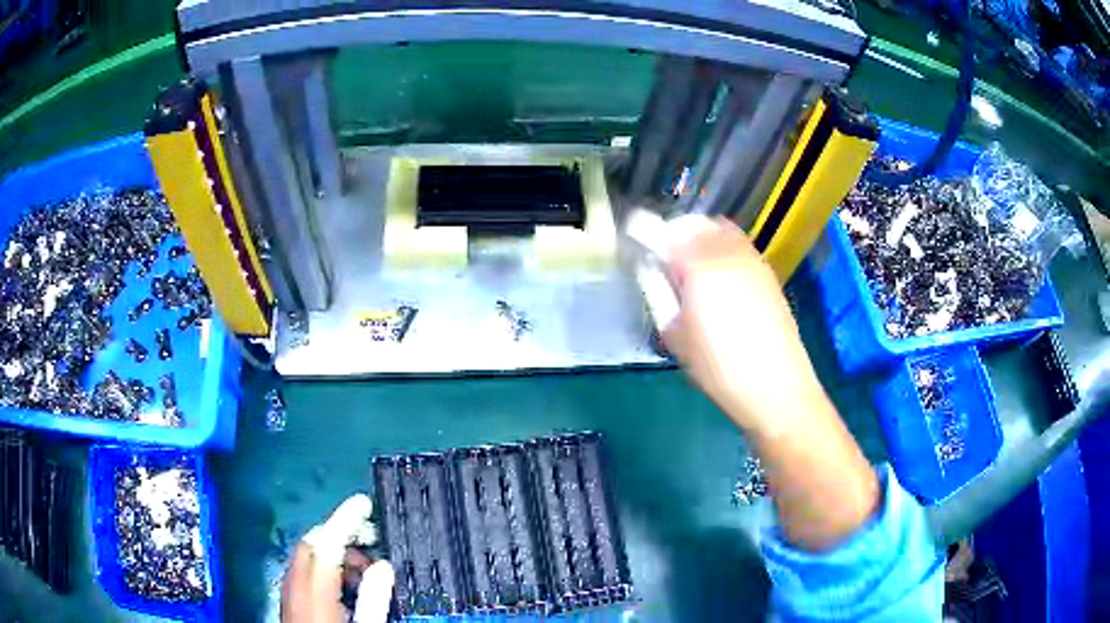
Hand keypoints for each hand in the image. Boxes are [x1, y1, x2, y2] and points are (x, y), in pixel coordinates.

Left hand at [283, 495, 393, 622]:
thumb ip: (374, 596)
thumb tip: (384, 566)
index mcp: (314, 588)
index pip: (327, 541)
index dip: (346, 517)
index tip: (364, 502)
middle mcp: (296, 583)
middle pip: (313, 543)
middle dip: (341, 533)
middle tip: (372, 537)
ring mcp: (289, 591)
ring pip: (308, 555)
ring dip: (335, 553)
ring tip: (365, 569)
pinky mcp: (290, 600)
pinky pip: (305, 571)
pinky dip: (326, 567)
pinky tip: (346, 586)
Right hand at [661, 218, 823, 435]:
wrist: (775, 385)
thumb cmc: (717, 366)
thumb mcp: (675, 334)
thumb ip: (658, 291)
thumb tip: (649, 267)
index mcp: (697, 264)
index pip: (661, 232)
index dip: (641, 229)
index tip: (631, 237)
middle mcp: (726, 250)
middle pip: (693, 223)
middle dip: (673, 233)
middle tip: (663, 258)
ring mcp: (751, 258)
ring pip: (719, 229)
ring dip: (699, 238)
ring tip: (691, 268)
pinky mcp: (767, 272)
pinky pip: (738, 245)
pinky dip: (721, 249)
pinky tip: (718, 279)